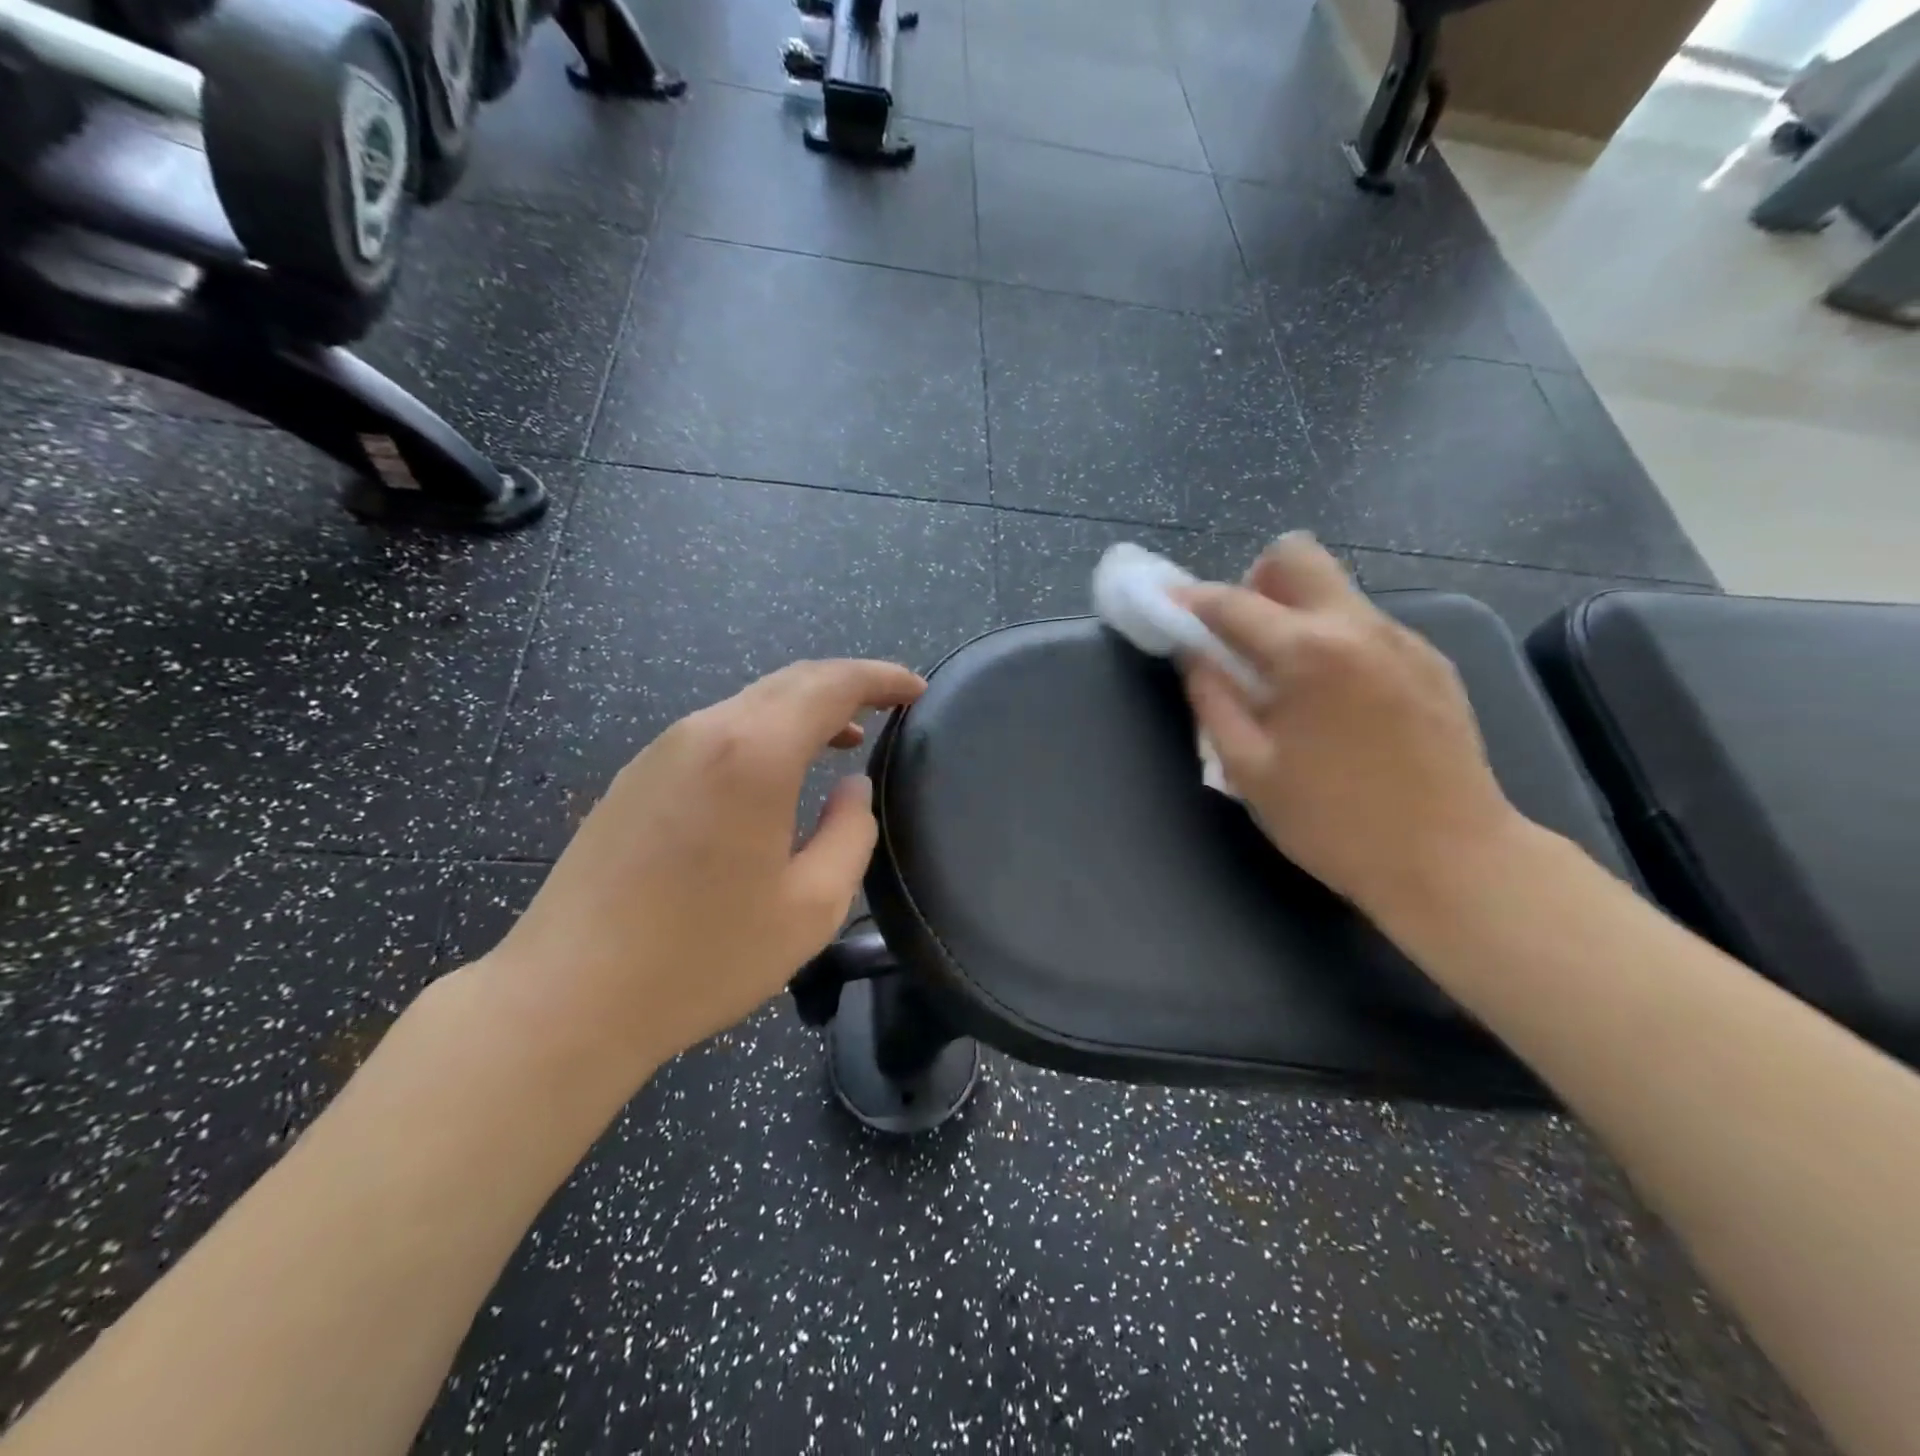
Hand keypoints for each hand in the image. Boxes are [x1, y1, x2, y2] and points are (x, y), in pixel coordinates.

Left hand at [480, 659, 925, 1082]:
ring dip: (803, 711)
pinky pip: (716, 733)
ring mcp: (661, 752)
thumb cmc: (704, 957)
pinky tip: (774, 775)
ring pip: (749, 704)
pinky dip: (762, 734)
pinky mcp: (635, 778)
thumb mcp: (810, 906)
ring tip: (842, 741)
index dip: (881, 678)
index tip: (917, 691)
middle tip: (887, 708)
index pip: (832, 684)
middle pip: (789, 682)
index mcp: (754, 753)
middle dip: (846, 686)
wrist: (567, 998)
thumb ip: (850, 834)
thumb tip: (851, 789)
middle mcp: (704, 732)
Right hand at [1181, 534, 1522, 919]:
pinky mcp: (1432, 662)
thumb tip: (1193, 655)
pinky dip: (1333, 640)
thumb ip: (1213, 701)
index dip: (1188, 600)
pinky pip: (1366, 625)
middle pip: (1297, 556)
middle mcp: (1359, 626)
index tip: (1163, 603)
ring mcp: (1404, 640)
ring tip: (1286, 679)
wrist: (1454, 860)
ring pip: (1335, 589)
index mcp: (1308, 653)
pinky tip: (1335, 701)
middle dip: (1254, 583)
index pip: (1232, 602)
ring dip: (1295, 612)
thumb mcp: (1250, 770)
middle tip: (1240, 638)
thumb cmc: (1335, 822)